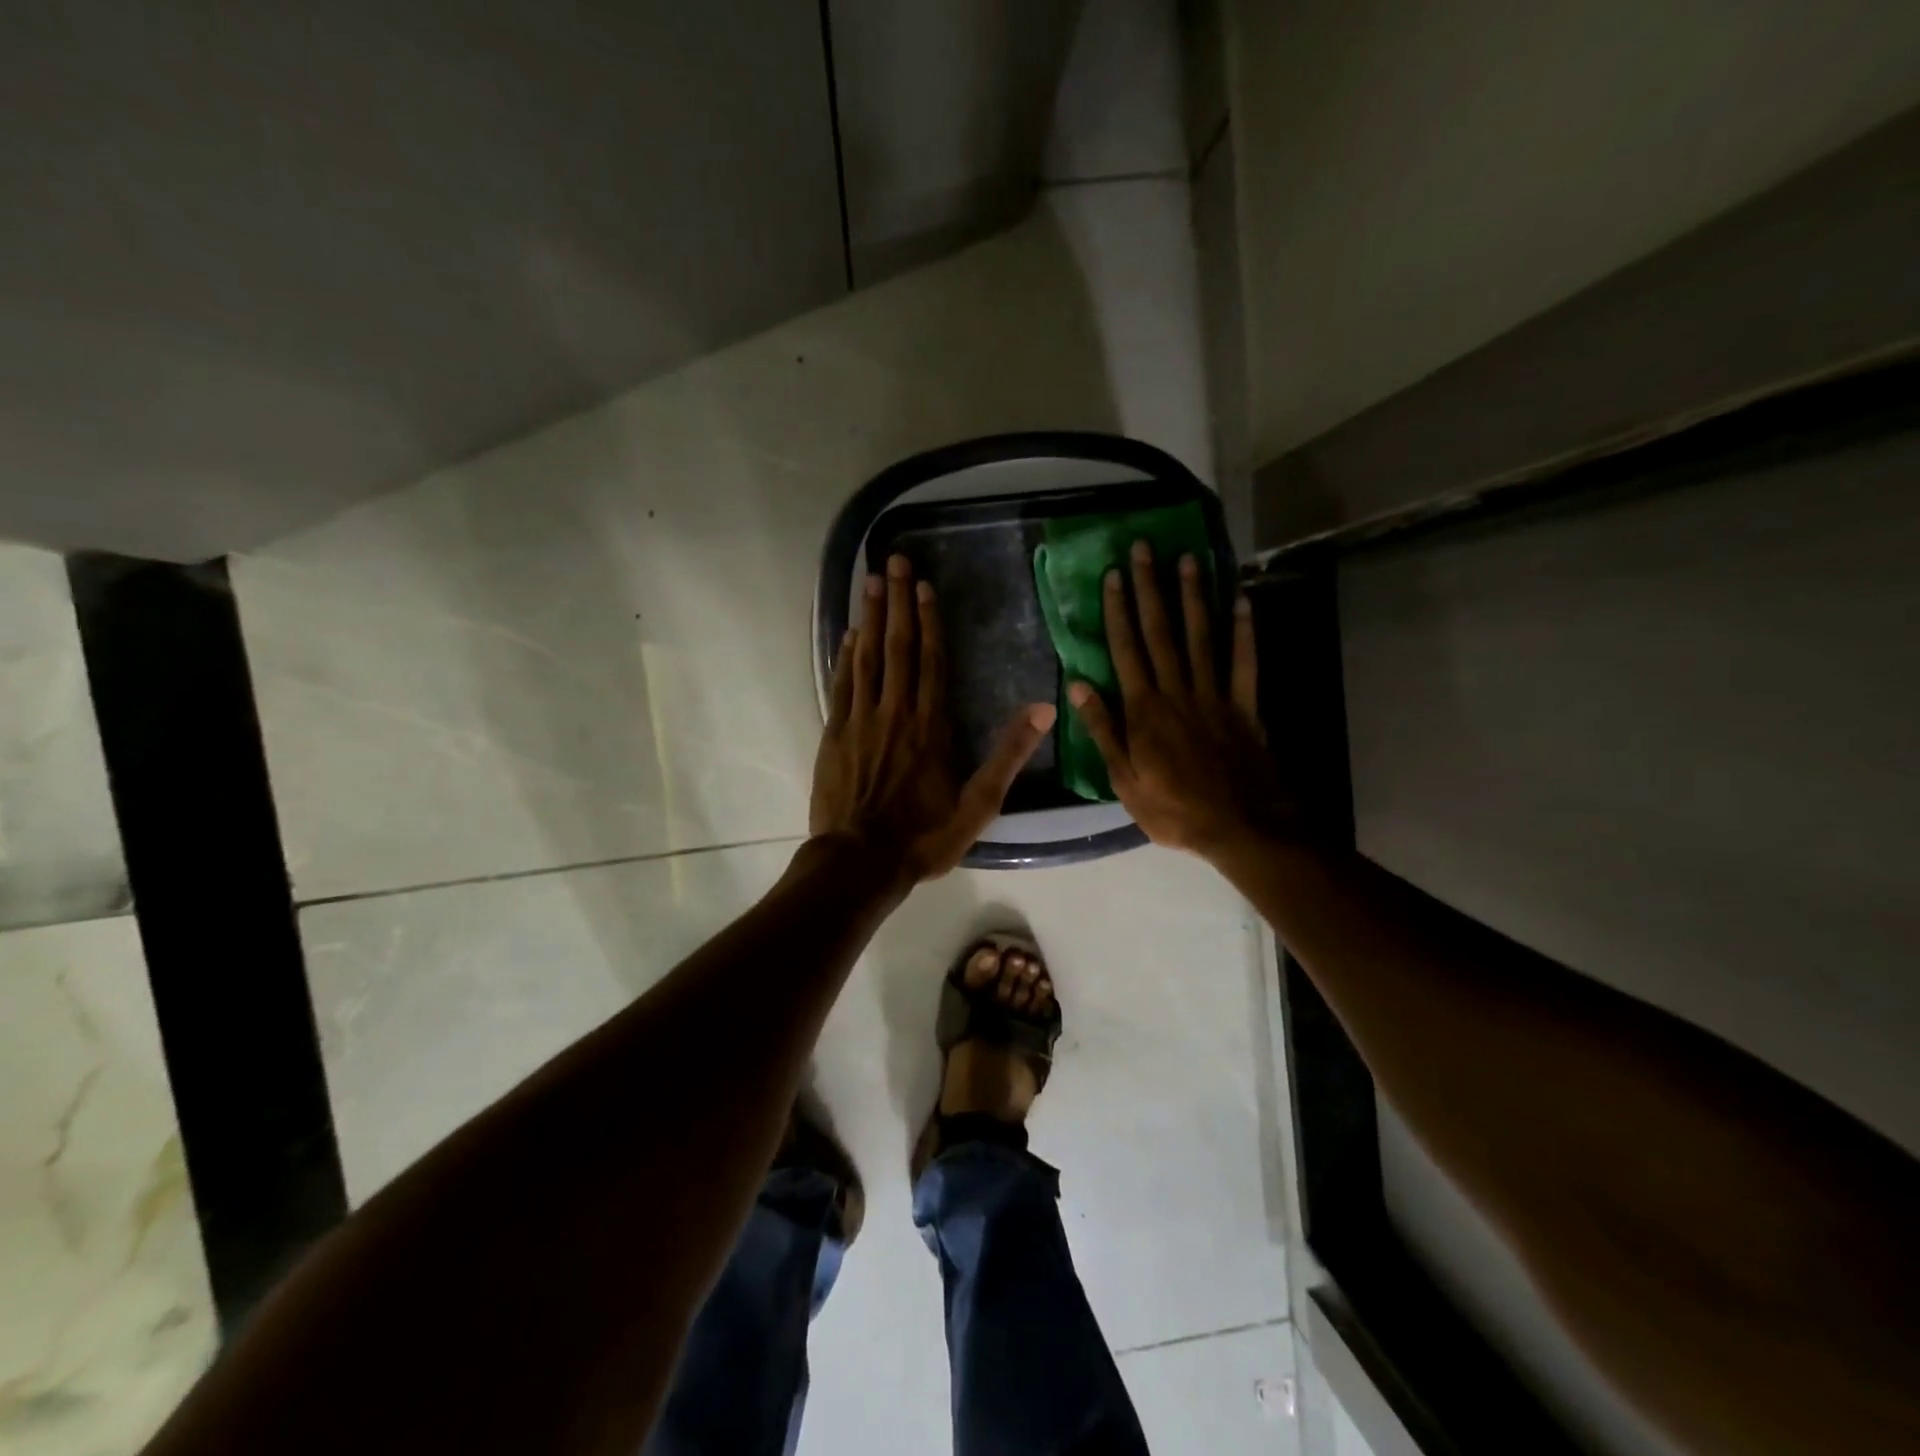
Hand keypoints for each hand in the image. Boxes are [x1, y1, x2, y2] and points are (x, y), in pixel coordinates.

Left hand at [811, 554, 1055, 882]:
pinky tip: (849, 634)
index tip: (923, 586)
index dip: (928, 621)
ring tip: (869, 581)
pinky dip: (845, 656)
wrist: (860, 862)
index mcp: (930, 726)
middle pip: (897, 647)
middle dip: (896, 602)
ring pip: (866, 658)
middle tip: (892, 561)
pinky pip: (841, 685)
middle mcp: (895, 712)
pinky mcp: (834, 735)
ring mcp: (860, 721)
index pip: (931, 661)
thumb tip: (1043, 709)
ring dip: (869, 617)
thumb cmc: (924, 836)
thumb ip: (1009, 755)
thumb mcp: (978, 804)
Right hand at [1067, 542, 1292, 856]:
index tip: (1113, 576)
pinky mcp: (1245, 705)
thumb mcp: (1123, 779)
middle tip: (1145, 548)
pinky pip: (1244, 661)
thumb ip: (1103, 729)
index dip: (1118, 611)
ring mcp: (1214, 695)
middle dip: (1151, 588)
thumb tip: (1076, 686)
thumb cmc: (1173, 809)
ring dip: (1193, 596)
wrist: (1239, 827)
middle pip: (1161, 632)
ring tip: (1188, 559)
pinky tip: (1241, 600)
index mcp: (1144, 710)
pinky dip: (1244, 630)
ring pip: (1202, 636)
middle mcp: (1178, 691)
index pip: (1126, 650)